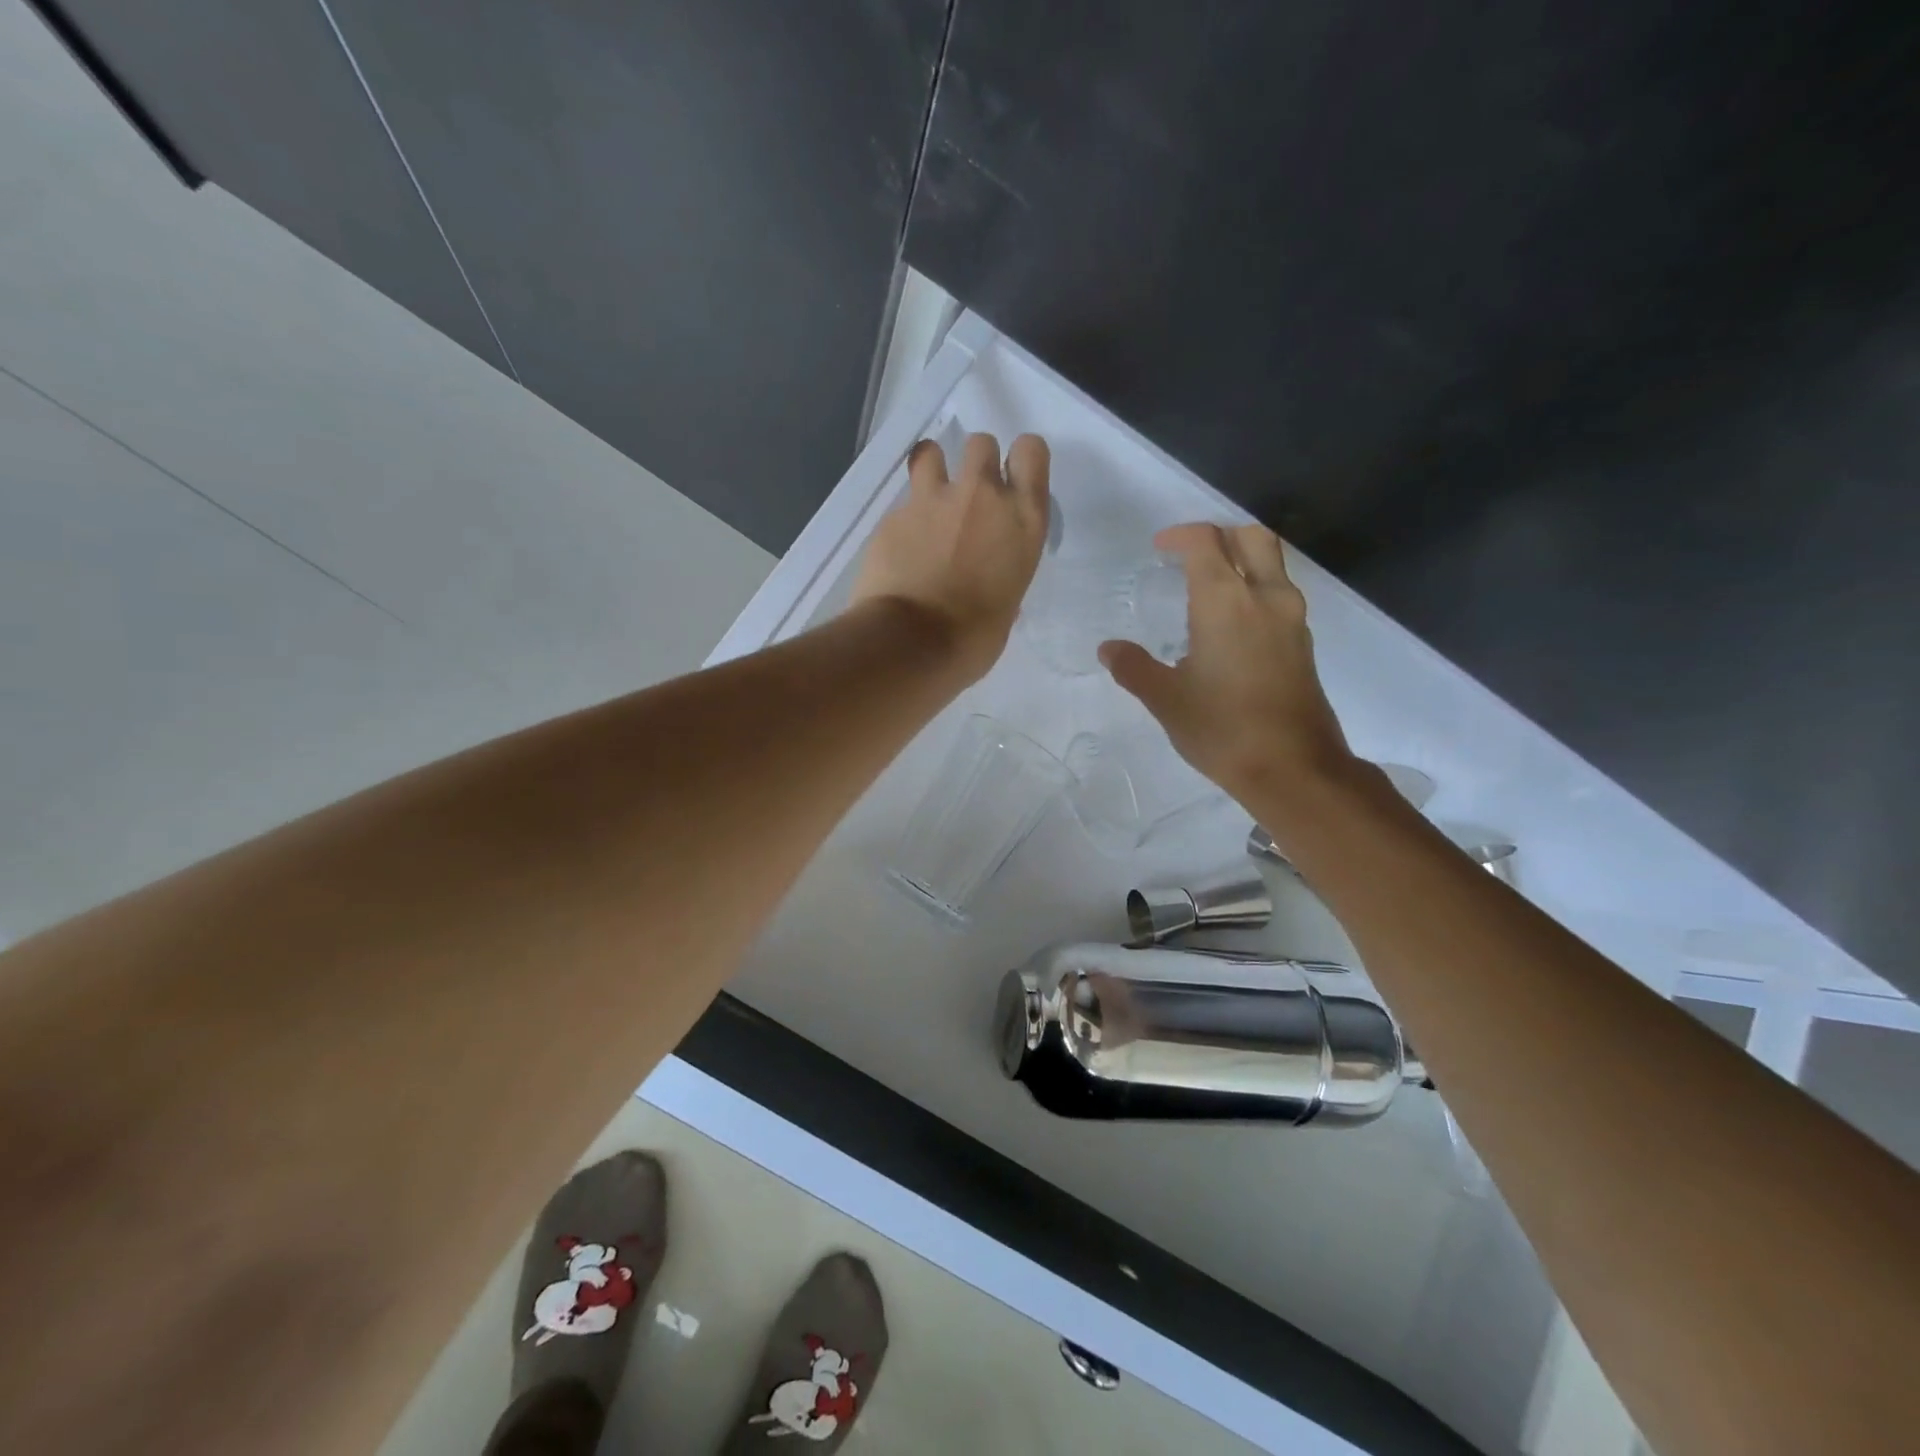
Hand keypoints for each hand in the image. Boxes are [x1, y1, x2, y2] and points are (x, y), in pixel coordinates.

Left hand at [850, 432, 1049, 680]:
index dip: (1022, 460)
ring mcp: (932, 501)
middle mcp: (981, 497)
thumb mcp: (1007, 605)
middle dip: (977, 463)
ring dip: (933, 469)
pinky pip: (902, 504)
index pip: (1032, 452)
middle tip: (970, 499)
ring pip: (932, 452)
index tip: (1013, 480)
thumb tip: (989, 582)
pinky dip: (904, 521)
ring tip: (929, 503)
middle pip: (982, 443)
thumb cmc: (974, 638)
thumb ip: (1002, 575)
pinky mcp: (893, 516)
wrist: (911, 643)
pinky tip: (900, 551)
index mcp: (1022, 520)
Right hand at [1099, 523, 1357, 808]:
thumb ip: (1134, 668)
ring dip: (1242, 561)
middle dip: (1219, 535)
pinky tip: (1231, 626)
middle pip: (1252, 537)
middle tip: (1189, 556)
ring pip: (1272, 564)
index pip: (1206, 542)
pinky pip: (1279, 595)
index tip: (1159, 549)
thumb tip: (1109, 649)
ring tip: (1208, 589)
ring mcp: (1292, 619)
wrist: (1293, 768)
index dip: (1180, 536)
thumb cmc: (1222, 729)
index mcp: (1226, 602)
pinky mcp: (1303, 643)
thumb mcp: (1166, 700)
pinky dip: (1255, 590)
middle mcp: (1265, 598)